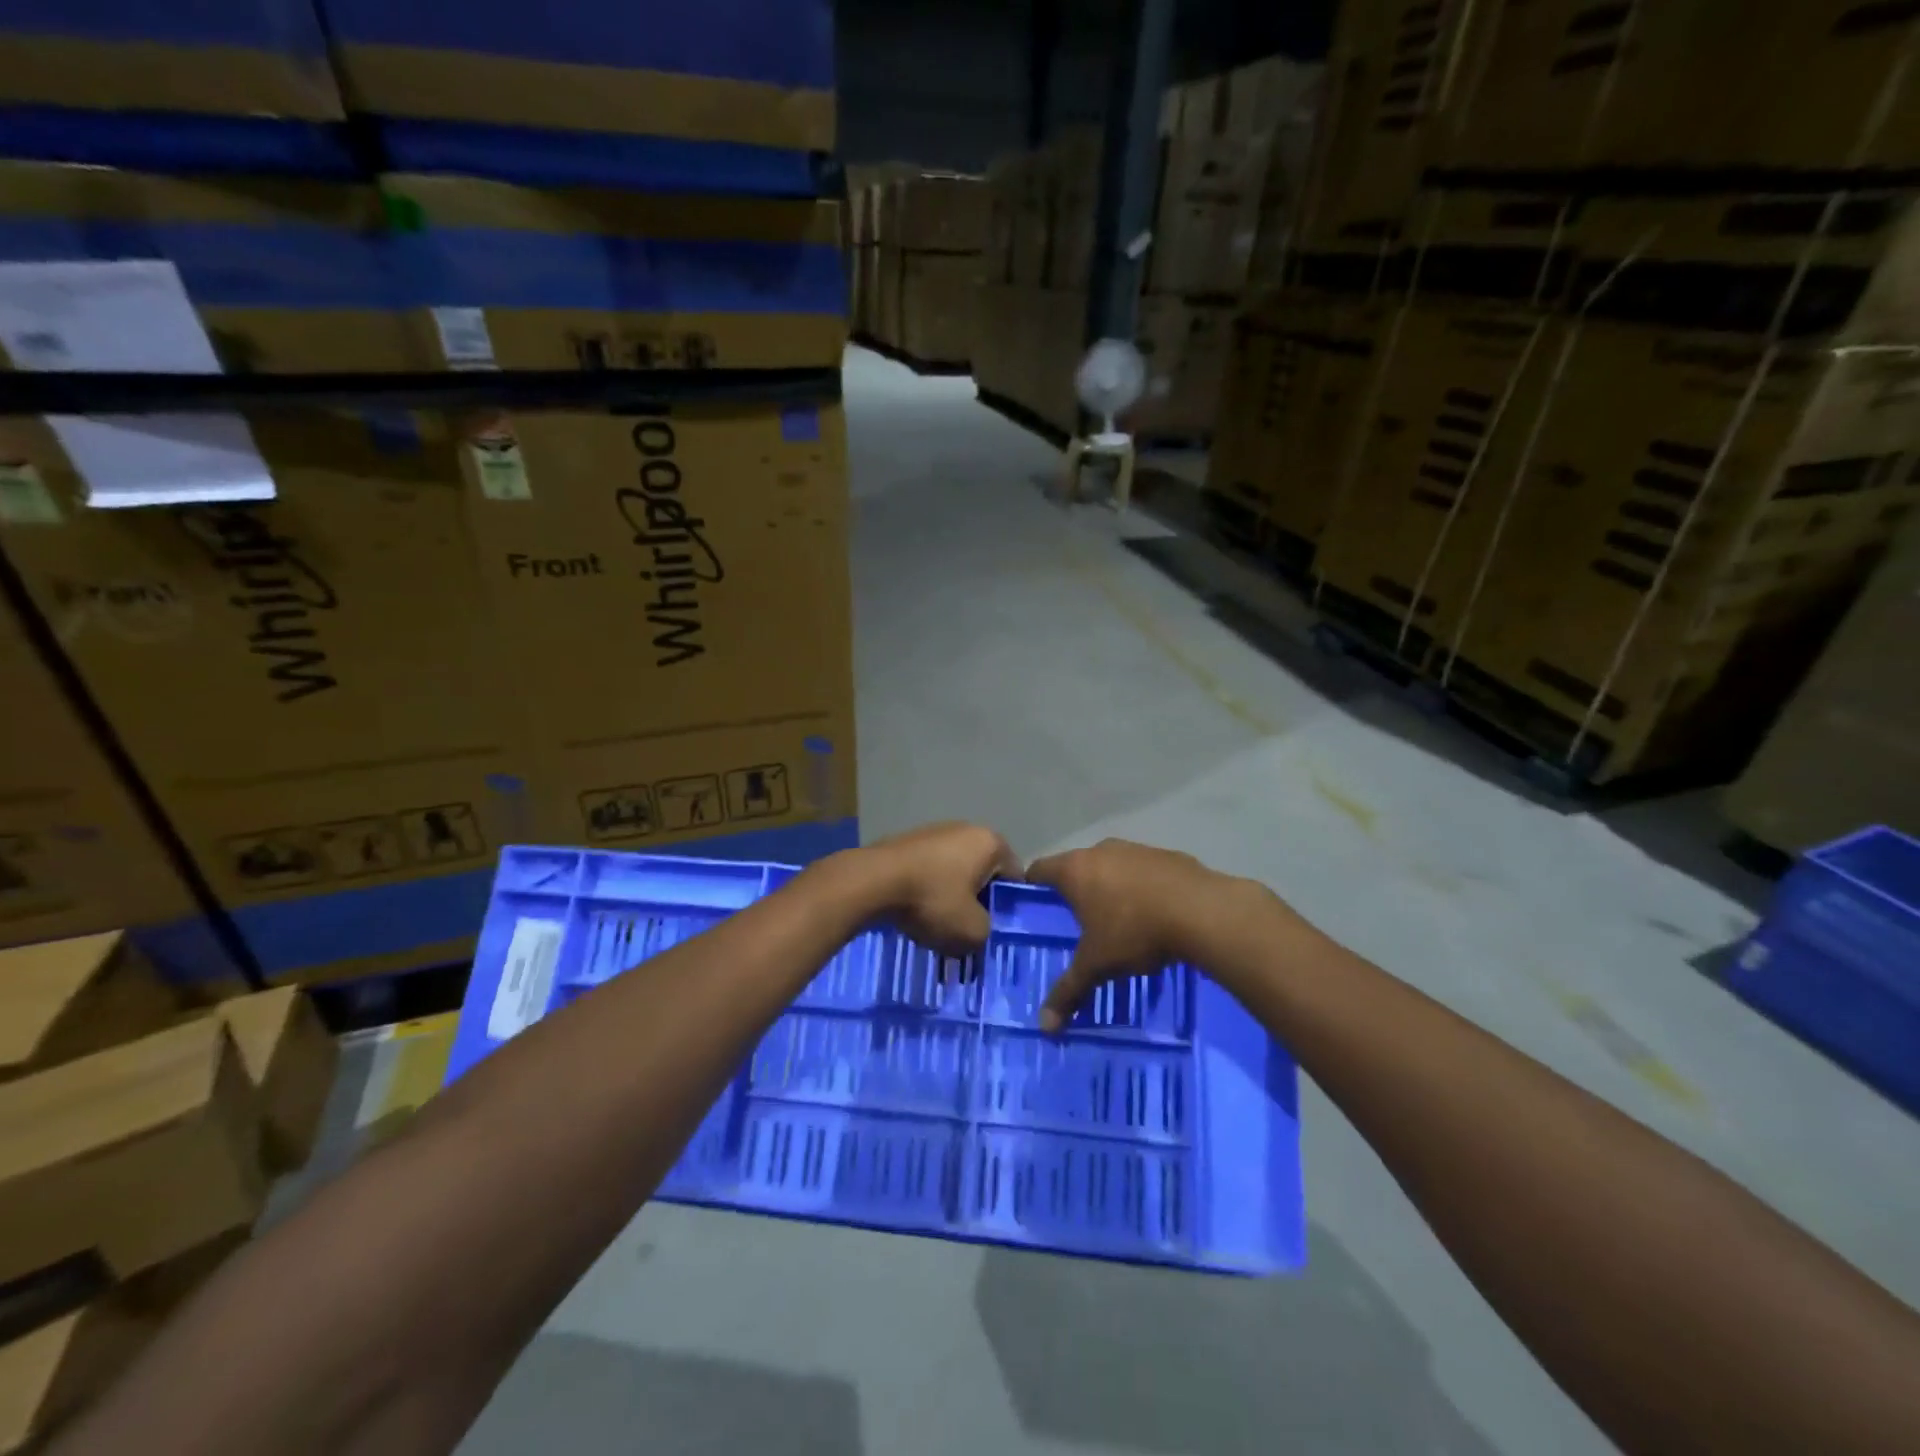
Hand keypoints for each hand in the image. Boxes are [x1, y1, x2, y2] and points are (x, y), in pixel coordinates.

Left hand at [855, 822, 1021, 956]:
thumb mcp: (972, 932)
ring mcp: (935, 830)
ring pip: (954, 871)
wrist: (872, 882)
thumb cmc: (932, 901)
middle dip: (977, 900)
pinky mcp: (908, 840)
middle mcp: (966, 828)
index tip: (994, 929)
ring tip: (937, 924)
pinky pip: (929, 869)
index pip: (1014, 877)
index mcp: (991, 842)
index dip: (1007, 907)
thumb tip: (978, 929)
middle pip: (983, 872)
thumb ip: (987, 932)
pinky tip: (915, 910)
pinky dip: (927, 888)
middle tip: (967, 929)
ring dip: (950, 895)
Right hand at [1025, 839, 1246, 1030]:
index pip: (1039, 868)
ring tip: (1116, 919)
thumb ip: (1069, 991)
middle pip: (1076, 866)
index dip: (1032, 886)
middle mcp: (1101, 851)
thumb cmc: (1135, 932)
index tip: (1033, 906)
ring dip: (1110, 887)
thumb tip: (1044, 1026)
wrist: (1202, 911)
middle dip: (1075, 891)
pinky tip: (1153, 913)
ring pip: (1111, 866)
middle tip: (1075, 921)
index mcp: (1075, 870)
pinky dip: (1141, 887)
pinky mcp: (1167, 855)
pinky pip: (1142, 870)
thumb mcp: (1097, 965)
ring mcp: (1136, 849)